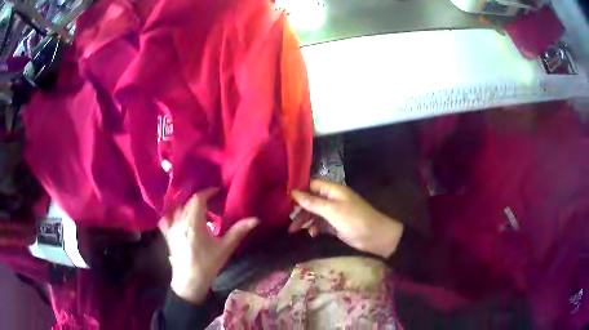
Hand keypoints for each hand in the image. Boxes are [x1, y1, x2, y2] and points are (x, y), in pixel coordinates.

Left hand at [159, 189, 258, 303]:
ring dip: (187, 204)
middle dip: (200, 199)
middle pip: (188, 202)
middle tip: (212, 202)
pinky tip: (177, 214)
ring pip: (177, 208)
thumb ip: (238, 231)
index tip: (217, 191)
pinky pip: (166, 217)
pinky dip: (171, 212)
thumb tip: (255, 219)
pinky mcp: (167, 234)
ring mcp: (171, 227)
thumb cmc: (208, 264)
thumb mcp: (225, 248)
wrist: (189, 281)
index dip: (208, 192)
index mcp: (194, 223)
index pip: (198, 199)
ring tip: (197, 208)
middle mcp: (180, 221)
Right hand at [290, 179, 403, 258]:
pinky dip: (315, 228)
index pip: (312, 185)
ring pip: (314, 213)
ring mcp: (334, 212)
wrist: (376, 237)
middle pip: (311, 200)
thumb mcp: (333, 211)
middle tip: (289, 221)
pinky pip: (321, 223)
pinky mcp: (336, 224)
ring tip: (295, 231)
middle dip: (300, 209)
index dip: (300, 190)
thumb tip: (293, 192)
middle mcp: (333, 199)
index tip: (286, 200)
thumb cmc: (355, 220)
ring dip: (305, 220)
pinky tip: (312, 234)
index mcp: (333, 190)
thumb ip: (313, 202)